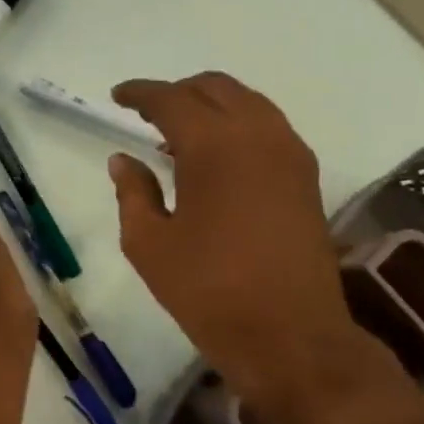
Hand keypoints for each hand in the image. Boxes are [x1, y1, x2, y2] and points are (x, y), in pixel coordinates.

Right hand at [107, 73, 368, 416]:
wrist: (289, 335)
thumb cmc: (207, 290)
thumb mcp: (149, 244)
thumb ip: (132, 192)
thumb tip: (122, 160)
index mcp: (214, 146)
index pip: (171, 99)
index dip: (140, 93)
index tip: (117, 96)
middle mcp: (258, 135)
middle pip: (215, 88)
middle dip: (177, 93)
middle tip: (146, 113)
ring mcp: (290, 154)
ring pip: (247, 103)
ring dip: (210, 106)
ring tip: (178, 137)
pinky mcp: (306, 177)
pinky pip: (267, 128)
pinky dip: (236, 126)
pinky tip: (215, 160)